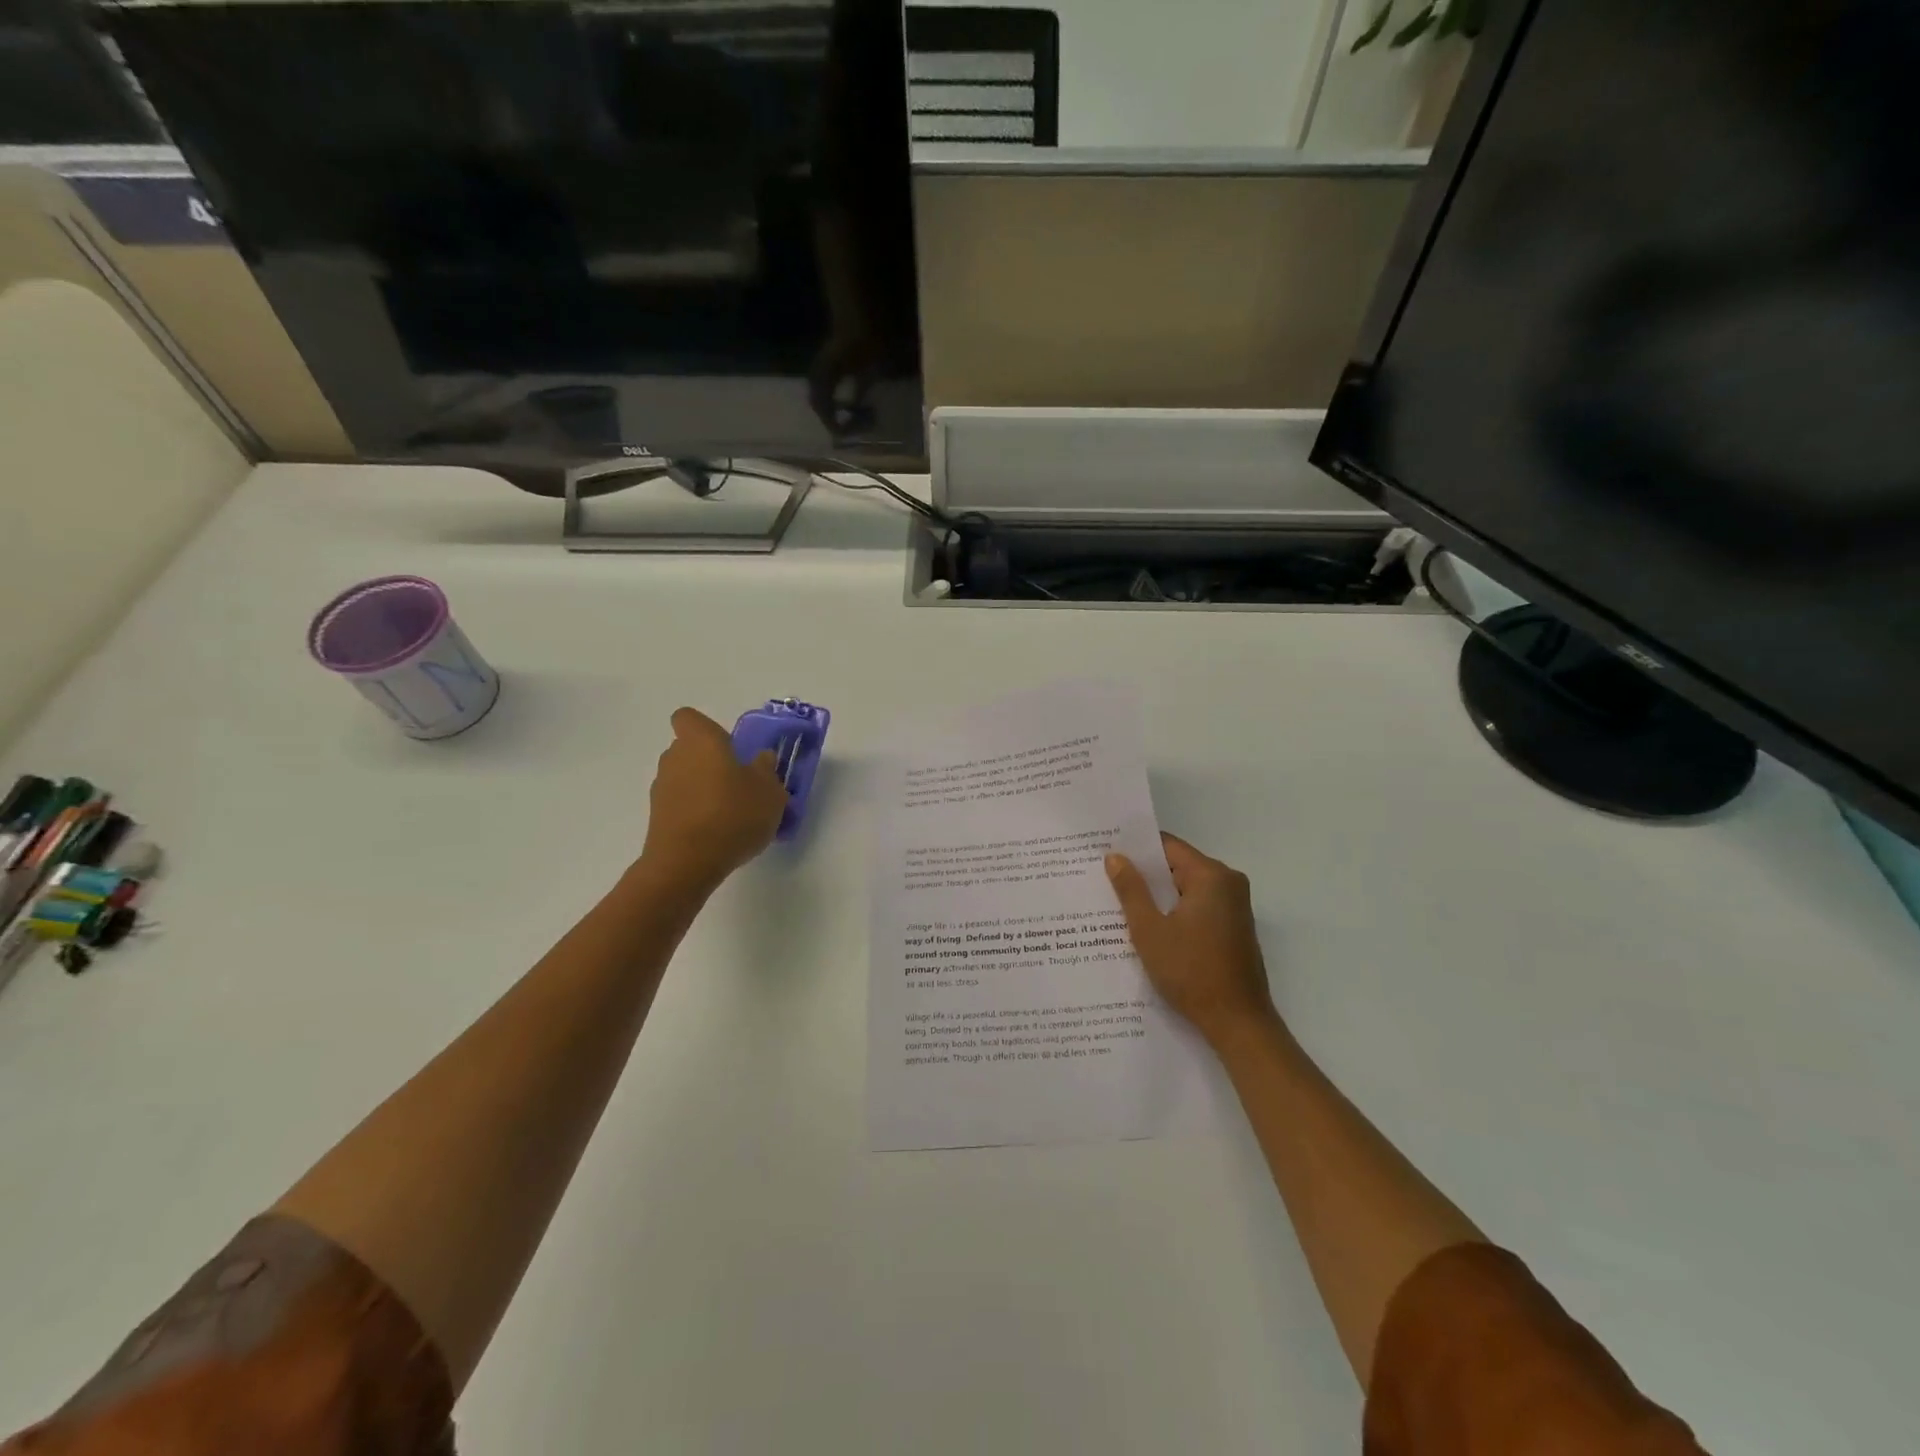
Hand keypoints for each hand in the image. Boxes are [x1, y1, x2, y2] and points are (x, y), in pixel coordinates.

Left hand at [639, 708, 787, 889]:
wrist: (687, 863)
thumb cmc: (733, 814)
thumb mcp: (769, 792)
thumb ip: (767, 770)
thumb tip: (761, 758)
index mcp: (701, 741)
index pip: (688, 718)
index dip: (706, 728)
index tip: (729, 746)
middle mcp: (675, 757)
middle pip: (689, 749)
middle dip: (711, 761)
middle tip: (739, 782)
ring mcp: (662, 788)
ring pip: (685, 777)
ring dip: (703, 788)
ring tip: (731, 813)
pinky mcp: (657, 817)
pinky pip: (680, 804)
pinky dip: (695, 811)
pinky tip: (717, 832)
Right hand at [1106, 833, 1278, 1050]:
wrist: (1238, 1022)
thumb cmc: (1191, 972)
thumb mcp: (1150, 930)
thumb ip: (1131, 889)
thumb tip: (1116, 856)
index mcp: (1211, 876)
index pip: (1167, 846)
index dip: (1136, 849)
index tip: (1106, 852)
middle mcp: (1228, 882)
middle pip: (1178, 866)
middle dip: (1145, 874)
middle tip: (1106, 878)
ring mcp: (1235, 906)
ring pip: (1187, 888)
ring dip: (1158, 896)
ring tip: (1120, 902)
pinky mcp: (1234, 927)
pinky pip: (1198, 906)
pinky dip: (1175, 911)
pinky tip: (1149, 925)